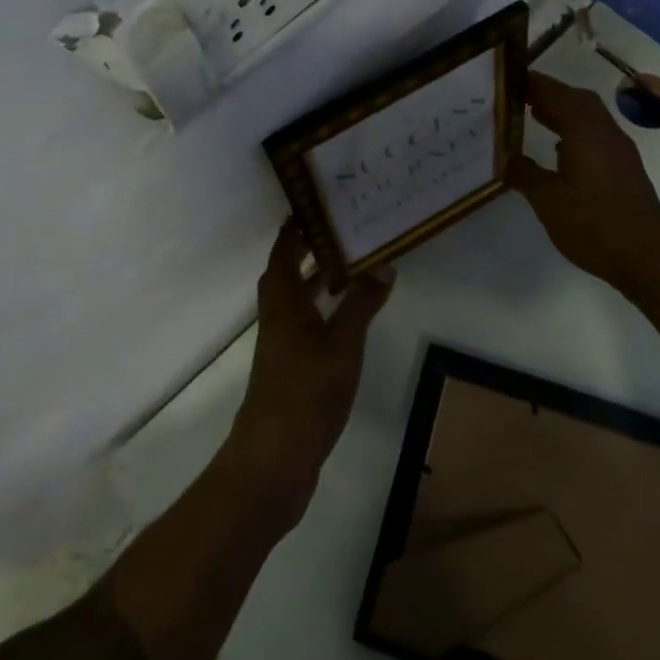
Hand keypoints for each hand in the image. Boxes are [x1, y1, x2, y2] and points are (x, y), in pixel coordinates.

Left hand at [228, 222, 393, 522]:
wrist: (275, 459)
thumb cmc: (306, 390)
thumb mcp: (342, 342)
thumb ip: (362, 302)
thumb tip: (384, 264)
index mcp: (282, 300)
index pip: (285, 248)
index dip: (298, 225)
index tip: (320, 201)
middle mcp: (277, 314)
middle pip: (289, 269)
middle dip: (312, 246)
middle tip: (345, 226)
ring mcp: (282, 342)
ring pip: (299, 296)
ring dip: (320, 277)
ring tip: (353, 261)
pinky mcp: (291, 366)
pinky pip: (308, 320)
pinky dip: (325, 307)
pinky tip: (349, 314)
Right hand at [511, 71, 659, 305]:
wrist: (648, 260)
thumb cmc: (593, 225)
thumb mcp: (547, 200)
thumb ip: (524, 173)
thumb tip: (505, 157)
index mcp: (586, 131)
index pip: (556, 93)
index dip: (533, 83)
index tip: (508, 79)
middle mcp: (606, 133)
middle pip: (577, 99)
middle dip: (549, 93)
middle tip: (519, 96)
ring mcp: (620, 151)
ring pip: (589, 117)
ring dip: (564, 112)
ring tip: (533, 115)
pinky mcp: (625, 169)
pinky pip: (596, 135)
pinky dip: (575, 131)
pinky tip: (559, 149)